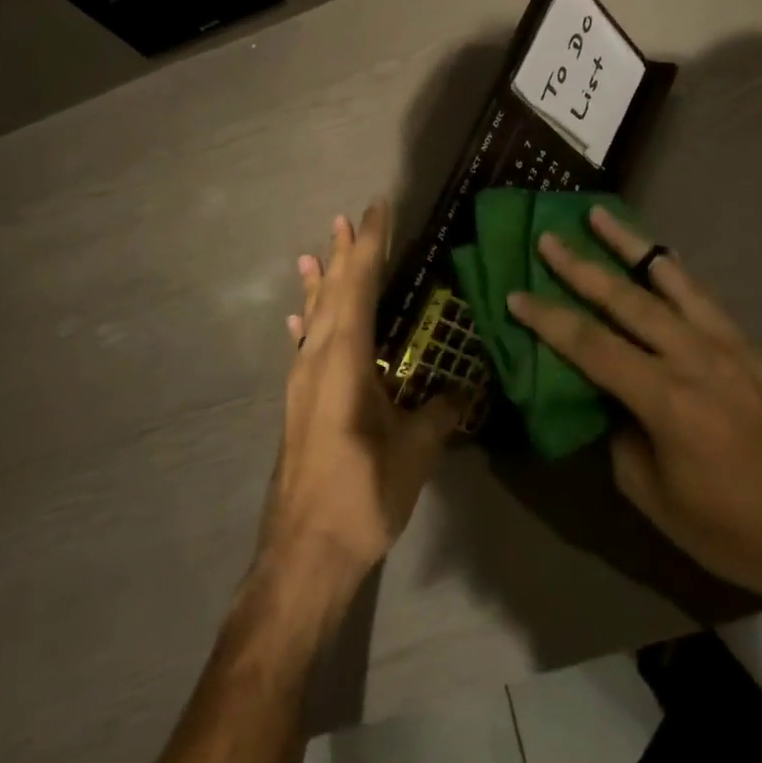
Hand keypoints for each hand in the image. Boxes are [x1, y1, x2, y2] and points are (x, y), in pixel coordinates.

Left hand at [260, 201, 461, 599]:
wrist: (303, 554)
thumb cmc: (362, 495)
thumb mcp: (414, 452)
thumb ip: (439, 413)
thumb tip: (462, 389)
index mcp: (345, 359)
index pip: (358, 286)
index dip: (369, 244)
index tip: (376, 208)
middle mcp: (317, 359)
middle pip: (331, 293)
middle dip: (342, 253)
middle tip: (347, 217)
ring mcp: (302, 382)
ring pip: (314, 316)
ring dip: (321, 281)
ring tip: (317, 250)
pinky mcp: (299, 404)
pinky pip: (304, 345)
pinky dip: (306, 321)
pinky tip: (299, 317)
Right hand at [507, 207, 761, 610]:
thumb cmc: (731, 527)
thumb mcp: (656, 498)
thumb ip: (622, 439)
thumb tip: (611, 402)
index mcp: (665, 399)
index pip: (591, 346)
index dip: (549, 320)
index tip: (516, 295)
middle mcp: (693, 357)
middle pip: (626, 299)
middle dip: (581, 266)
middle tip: (549, 237)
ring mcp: (726, 344)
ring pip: (669, 279)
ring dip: (630, 245)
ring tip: (600, 214)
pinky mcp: (748, 345)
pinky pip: (702, 295)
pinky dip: (672, 270)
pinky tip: (658, 256)